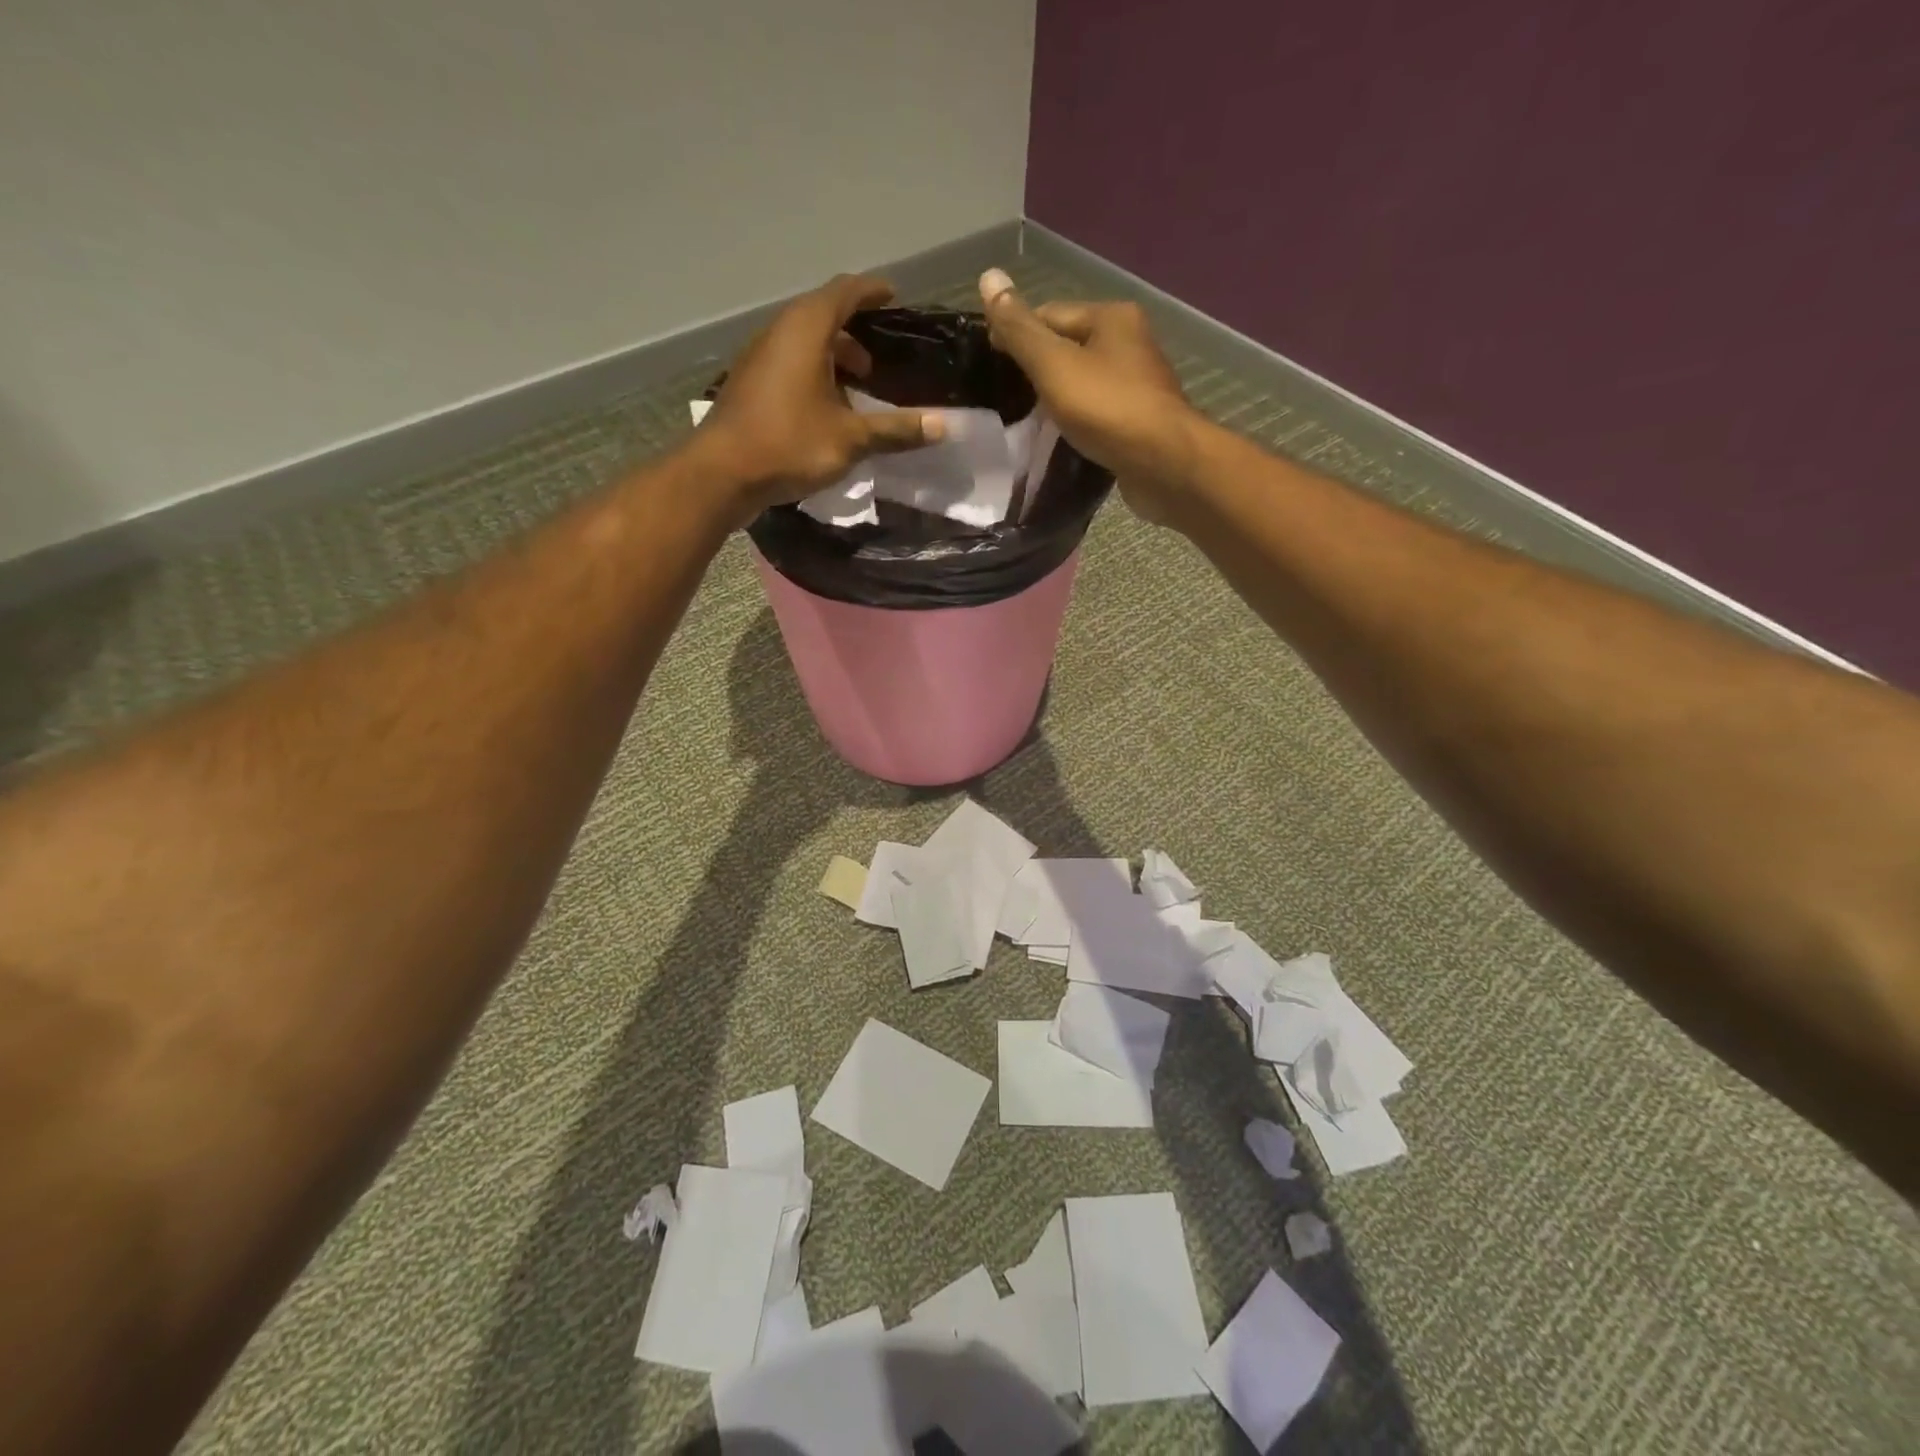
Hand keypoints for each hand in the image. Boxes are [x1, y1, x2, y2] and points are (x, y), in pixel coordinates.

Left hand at [695, 274, 942, 519]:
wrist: (722, 474)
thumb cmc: (789, 445)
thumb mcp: (850, 439)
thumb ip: (896, 430)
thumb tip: (942, 425)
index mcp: (806, 330)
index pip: (844, 292)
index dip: (871, 292)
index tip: (893, 298)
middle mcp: (779, 333)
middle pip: (822, 315)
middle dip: (854, 331)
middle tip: (879, 359)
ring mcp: (759, 358)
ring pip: (803, 342)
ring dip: (833, 356)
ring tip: (858, 386)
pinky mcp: (749, 384)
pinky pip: (789, 363)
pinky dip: (813, 372)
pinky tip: (826, 408)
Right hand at [978, 269, 1199, 525]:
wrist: (1163, 463)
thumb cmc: (1107, 408)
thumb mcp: (1054, 365)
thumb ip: (1020, 329)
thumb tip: (988, 276)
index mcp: (1111, 316)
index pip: (1049, 314)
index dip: (1016, 335)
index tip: (988, 365)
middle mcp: (1130, 340)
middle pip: (1068, 346)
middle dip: (1037, 369)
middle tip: (1005, 397)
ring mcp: (1138, 381)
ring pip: (1083, 380)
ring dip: (1057, 397)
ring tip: (1027, 420)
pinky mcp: (1139, 418)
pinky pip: (1097, 410)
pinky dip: (1076, 419)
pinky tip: (1060, 436)